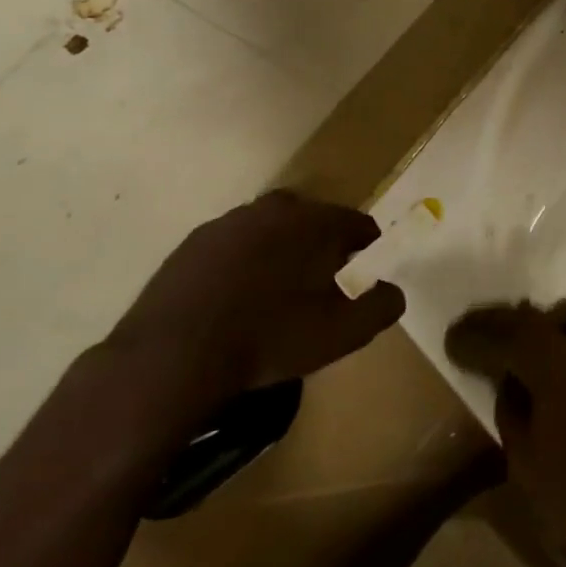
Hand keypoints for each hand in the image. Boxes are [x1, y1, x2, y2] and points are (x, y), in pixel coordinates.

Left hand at [111, 191, 400, 409]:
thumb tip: (393, 291)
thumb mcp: (343, 333)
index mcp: (315, 221)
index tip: (362, 278)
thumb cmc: (269, 339)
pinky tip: (236, 300)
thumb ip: (382, 306)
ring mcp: (228, 222)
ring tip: (276, 294)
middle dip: (323, 247)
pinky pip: (234, 246)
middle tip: (320, 287)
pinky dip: (243, 263)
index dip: (366, 250)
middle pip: (314, 221)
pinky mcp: (192, 243)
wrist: (171, 357)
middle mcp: (274, 208)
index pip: (358, 224)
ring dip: (281, 252)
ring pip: (272, 230)